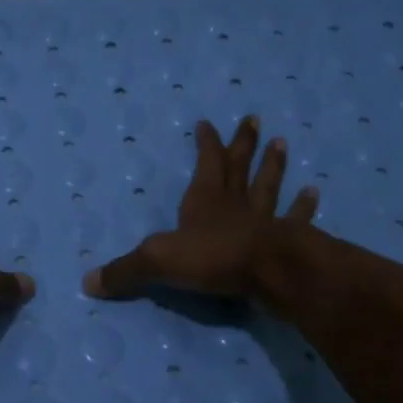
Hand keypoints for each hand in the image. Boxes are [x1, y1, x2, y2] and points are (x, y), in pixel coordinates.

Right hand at [83, 115, 316, 300]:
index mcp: (204, 200)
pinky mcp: (287, 240)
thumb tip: (88, 283)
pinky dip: (304, 206)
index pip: (206, 163)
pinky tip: (314, 192)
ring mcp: (264, 221)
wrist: (266, 273)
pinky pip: (296, 218)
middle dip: (244, 144)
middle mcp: (235, 204)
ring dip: (274, 166)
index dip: (207, 143)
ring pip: (268, 186)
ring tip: (283, 144)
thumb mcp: (156, 263)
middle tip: (254, 120)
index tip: (207, 123)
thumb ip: (124, 272)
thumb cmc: (211, 259)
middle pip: (240, 167)